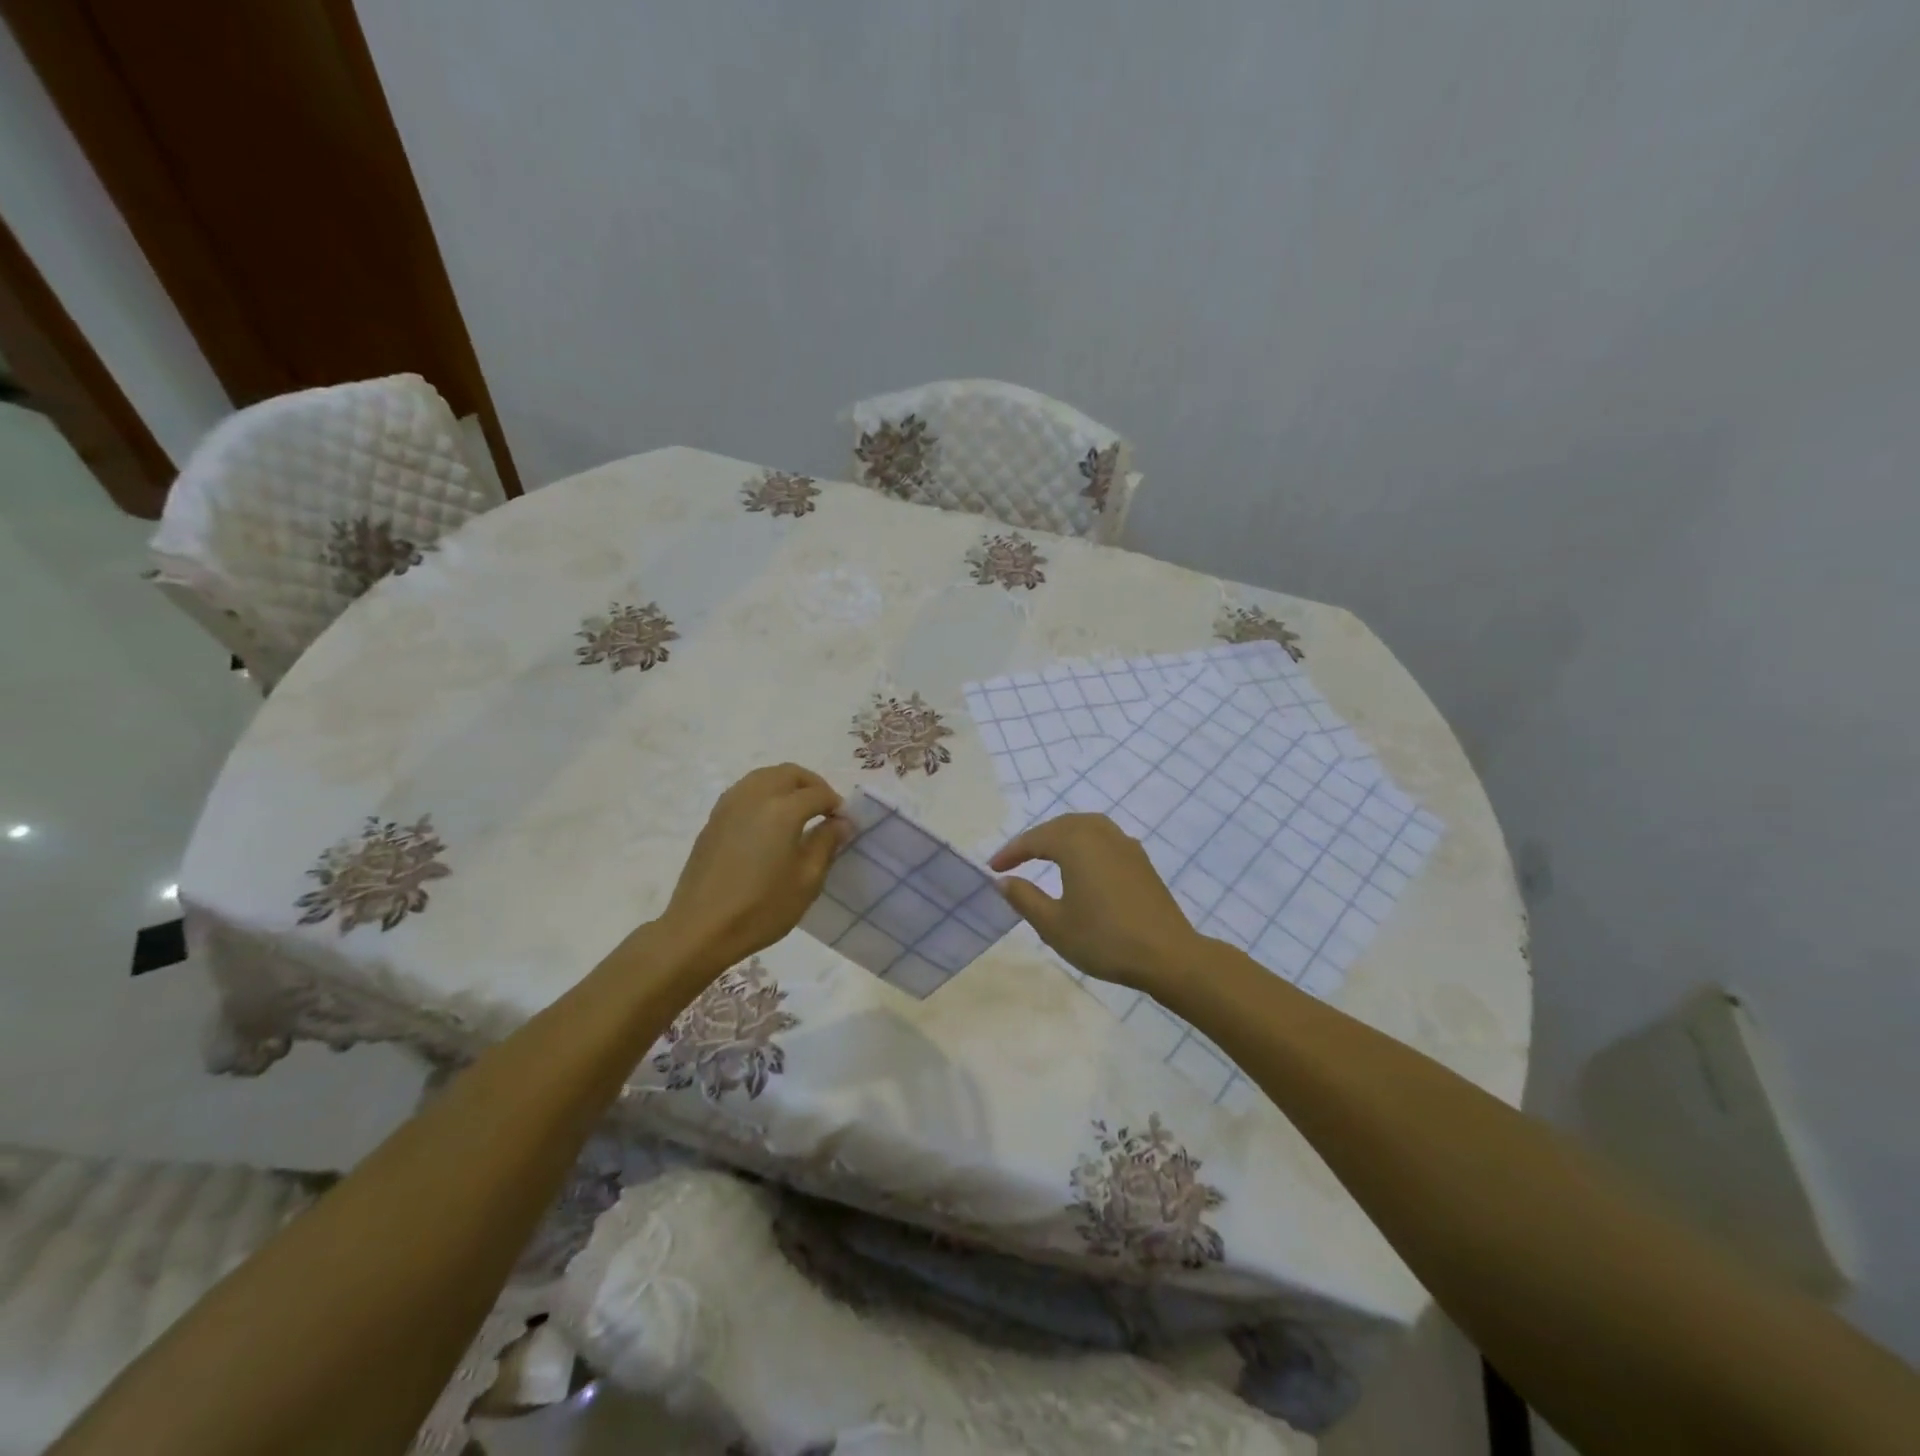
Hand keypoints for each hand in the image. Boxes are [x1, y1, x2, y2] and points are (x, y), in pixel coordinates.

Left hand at [659, 764, 847, 973]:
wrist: (700, 929)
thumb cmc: (761, 908)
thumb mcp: (807, 880)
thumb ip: (826, 843)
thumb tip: (841, 822)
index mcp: (782, 810)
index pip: (818, 794)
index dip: (836, 805)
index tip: (845, 823)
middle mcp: (755, 796)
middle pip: (790, 773)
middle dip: (812, 785)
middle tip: (825, 810)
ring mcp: (730, 805)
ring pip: (764, 776)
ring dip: (787, 785)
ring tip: (799, 811)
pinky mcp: (714, 819)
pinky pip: (745, 791)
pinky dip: (764, 793)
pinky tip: (769, 821)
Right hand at [989, 813, 1202, 993]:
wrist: (1167, 955)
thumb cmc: (1104, 939)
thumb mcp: (1054, 924)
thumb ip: (1025, 898)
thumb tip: (1004, 880)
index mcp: (1076, 843)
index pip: (1035, 839)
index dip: (1011, 852)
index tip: (993, 868)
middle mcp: (1100, 834)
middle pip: (1061, 825)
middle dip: (1036, 839)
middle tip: (1016, 859)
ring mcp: (1125, 844)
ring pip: (1086, 826)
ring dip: (1061, 836)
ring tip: (1046, 855)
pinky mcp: (1141, 860)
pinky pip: (1104, 838)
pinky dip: (1084, 843)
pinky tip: (1083, 864)